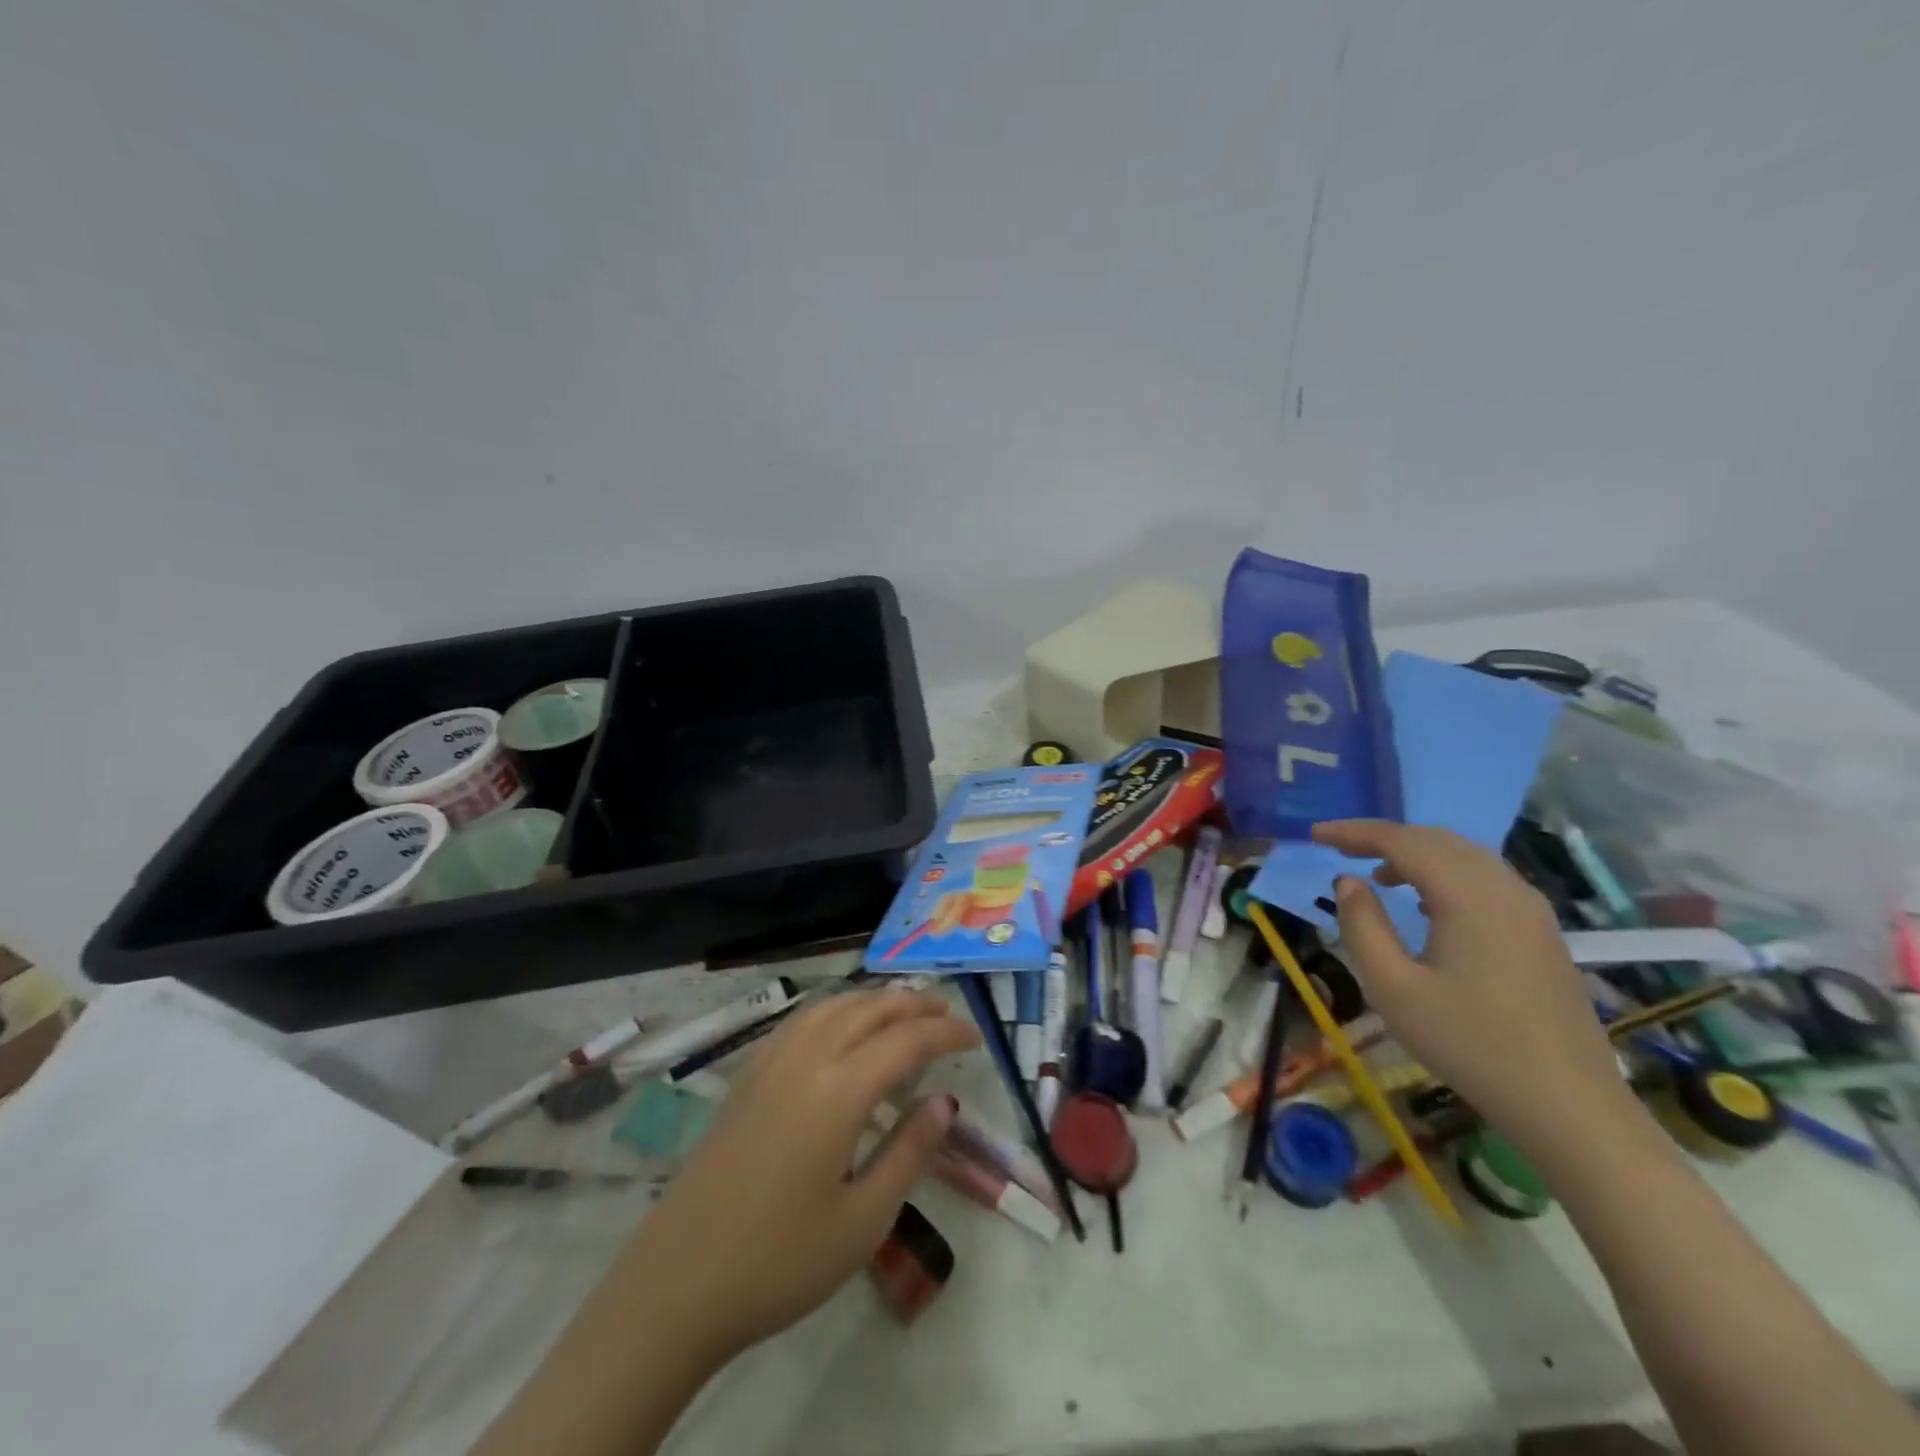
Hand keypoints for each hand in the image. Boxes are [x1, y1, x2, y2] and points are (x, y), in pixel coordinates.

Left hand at [617, 987, 979, 1366]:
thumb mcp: (863, 1220)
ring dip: (875, 999)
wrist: (676, 1284)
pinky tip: (842, 1027)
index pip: (906, 1040)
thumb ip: (910, 1151)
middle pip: (870, 1008)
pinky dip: (837, 1008)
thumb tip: (945, 1101)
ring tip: (904, 1011)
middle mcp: (805, 1058)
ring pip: (833, 1005)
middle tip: (949, 1015)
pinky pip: (802, 1019)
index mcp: (838, 1090)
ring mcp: (770, 1062)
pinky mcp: (747, 1076)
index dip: (946, 1033)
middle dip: (915, 1005)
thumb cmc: (779, 1261)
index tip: (977, 1039)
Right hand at [1312, 820, 1634, 1160]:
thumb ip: (1362, 925)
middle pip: (1436, 840)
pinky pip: (1485, 879)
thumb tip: (1349, 882)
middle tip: (1338, 848)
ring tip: (1376, 873)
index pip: (1403, 840)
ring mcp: (1530, 910)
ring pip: (1464, 856)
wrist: (1567, 1104)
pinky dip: (1444, 873)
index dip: (1355, 831)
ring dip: (1415, 853)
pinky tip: (1424, 901)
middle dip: (1383, 837)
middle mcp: (1505, 889)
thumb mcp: (1393, 987)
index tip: (1316, 834)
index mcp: (1469, 895)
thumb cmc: (1469, 1043)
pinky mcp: (1541, 932)